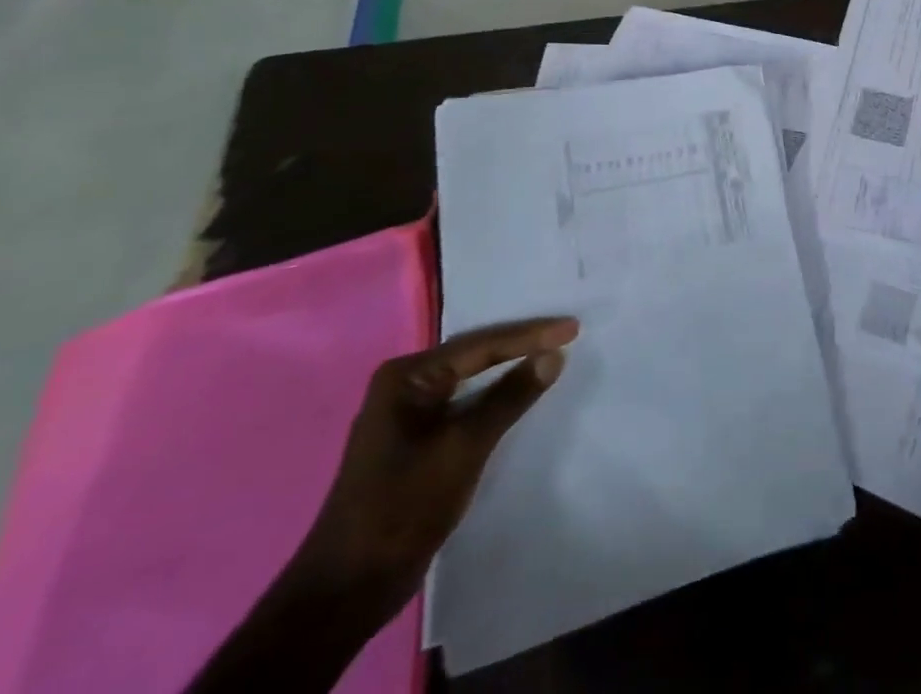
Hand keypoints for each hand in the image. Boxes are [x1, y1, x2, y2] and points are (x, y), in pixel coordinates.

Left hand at [289, 317, 579, 610]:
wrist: (347, 592)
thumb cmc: (402, 508)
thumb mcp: (463, 447)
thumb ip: (510, 397)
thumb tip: (554, 355)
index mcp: (406, 378)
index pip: (481, 345)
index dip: (530, 336)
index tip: (574, 328)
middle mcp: (404, 387)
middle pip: (476, 355)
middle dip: (522, 344)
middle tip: (568, 332)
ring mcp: (408, 416)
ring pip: (472, 380)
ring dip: (510, 370)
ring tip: (553, 355)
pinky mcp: (417, 442)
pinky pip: (466, 404)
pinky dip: (495, 397)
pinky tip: (520, 394)